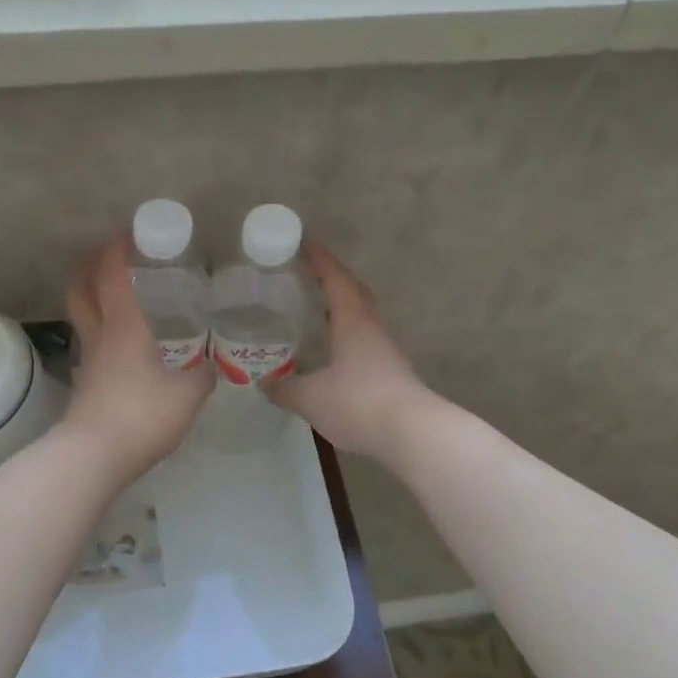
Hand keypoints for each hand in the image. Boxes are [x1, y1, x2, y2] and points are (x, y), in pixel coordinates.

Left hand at [60, 237, 214, 484]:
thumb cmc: (141, 415)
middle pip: (81, 289)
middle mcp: (100, 335)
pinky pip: (91, 343)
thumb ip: (204, 375)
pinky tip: (124, 345)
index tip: (127, 233)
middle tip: (112, 259)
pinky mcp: (84, 383)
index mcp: (124, 326)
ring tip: (120, 296)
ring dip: (93, 297)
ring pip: (82, 316)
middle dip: (91, 267)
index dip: (116, 249)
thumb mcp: (188, 395)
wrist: (93, 457)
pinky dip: (102, 331)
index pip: (112, 275)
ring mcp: (88, 360)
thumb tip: (213, 365)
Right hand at [267, 243, 437, 464]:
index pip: (336, 280)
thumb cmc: (358, 403)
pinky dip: (348, 336)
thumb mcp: (310, 397)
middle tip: (310, 275)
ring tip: (319, 311)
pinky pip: (365, 342)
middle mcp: (373, 329)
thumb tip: (265, 383)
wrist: (412, 433)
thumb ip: (285, 388)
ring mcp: (386, 351)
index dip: (320, 261)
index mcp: (354, 321)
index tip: (306, 244)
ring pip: (363, 318)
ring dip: (343, 309)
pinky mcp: (391, 373)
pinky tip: (335, 352)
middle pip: (355, 293)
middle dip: (334, 280)